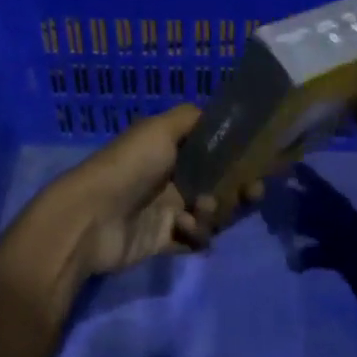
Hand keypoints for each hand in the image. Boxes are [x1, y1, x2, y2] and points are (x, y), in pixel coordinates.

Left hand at [59, 105, 259, 277]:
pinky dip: (197, 234)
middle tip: (252, 192)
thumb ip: (191, 118)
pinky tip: (183, 229)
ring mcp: (169, 211)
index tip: (265, 160)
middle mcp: (174, 178)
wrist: (91, 218)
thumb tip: (219, 115)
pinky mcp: (164, 241)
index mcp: (173, 150)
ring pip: (213, 213)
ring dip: (215, 212)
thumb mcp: (159, 128)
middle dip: (240, 188)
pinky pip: (196, 239)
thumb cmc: (129, 166)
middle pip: (221, 184)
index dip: (241, 156)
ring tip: (200, 210)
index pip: (217, 151)